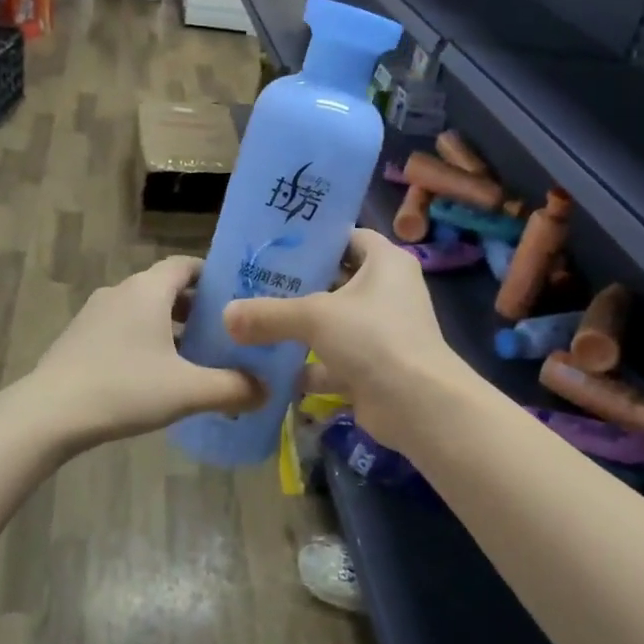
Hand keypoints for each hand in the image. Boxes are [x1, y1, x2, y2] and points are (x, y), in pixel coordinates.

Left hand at [23, 256, 262, 451]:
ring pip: (143, 311)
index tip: (238, 299)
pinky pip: (123, 329)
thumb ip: (233, 388)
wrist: (48, 414)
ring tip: (195, 358)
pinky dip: (145, 342)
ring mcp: (94, 314)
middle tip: (225, 334)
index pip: (186, 265)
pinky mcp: (79, 338)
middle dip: (196, 309)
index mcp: (148, 289)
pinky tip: (155, 376)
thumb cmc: (124, 389)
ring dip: (170, 328)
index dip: (214, 277)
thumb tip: (267, 391)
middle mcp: (121, 291)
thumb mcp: (187, 390)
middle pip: (166, 289)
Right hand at [222, 229, 466, 451]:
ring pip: (333, 324)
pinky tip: (270, 369)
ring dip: (299, 329)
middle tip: (254, 283)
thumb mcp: (314, 317)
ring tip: (253, 323)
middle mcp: (387, 293)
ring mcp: (382, 333)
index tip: (277, 244)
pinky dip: (307, 367)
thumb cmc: (373, 338)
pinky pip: (333, 361)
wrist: (417, 405)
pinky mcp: (373, 368)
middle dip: (298, 286)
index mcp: (386, 263)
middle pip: (336, 281)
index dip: (316, 239)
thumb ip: (268, 314)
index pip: (349, 238)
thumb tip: (226, 315)